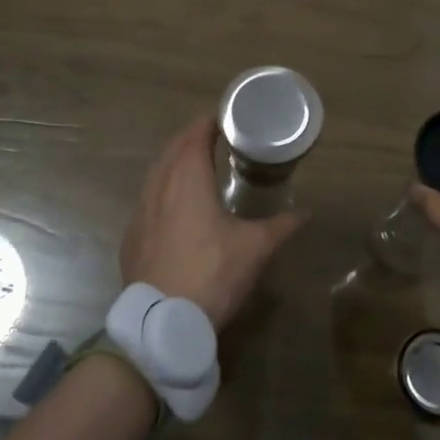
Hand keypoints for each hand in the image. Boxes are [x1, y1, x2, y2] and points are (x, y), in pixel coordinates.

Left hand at [120, 116, 306, 330]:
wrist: (161, 321)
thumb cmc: (212, 273)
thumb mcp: (255, 248)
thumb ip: (281, 226)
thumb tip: (306, 214)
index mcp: (188, 178)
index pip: (195, 135)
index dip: (210, 122)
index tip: (226, 118)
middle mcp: (159, 185)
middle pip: (173, 149)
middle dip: (192, 138)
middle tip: (215, 137)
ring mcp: (140, 211)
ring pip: (156, 173)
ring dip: (175, 162)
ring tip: (196, 167)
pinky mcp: (132, 235)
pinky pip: (147, 199)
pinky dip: (162, 190)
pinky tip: (174, 206)